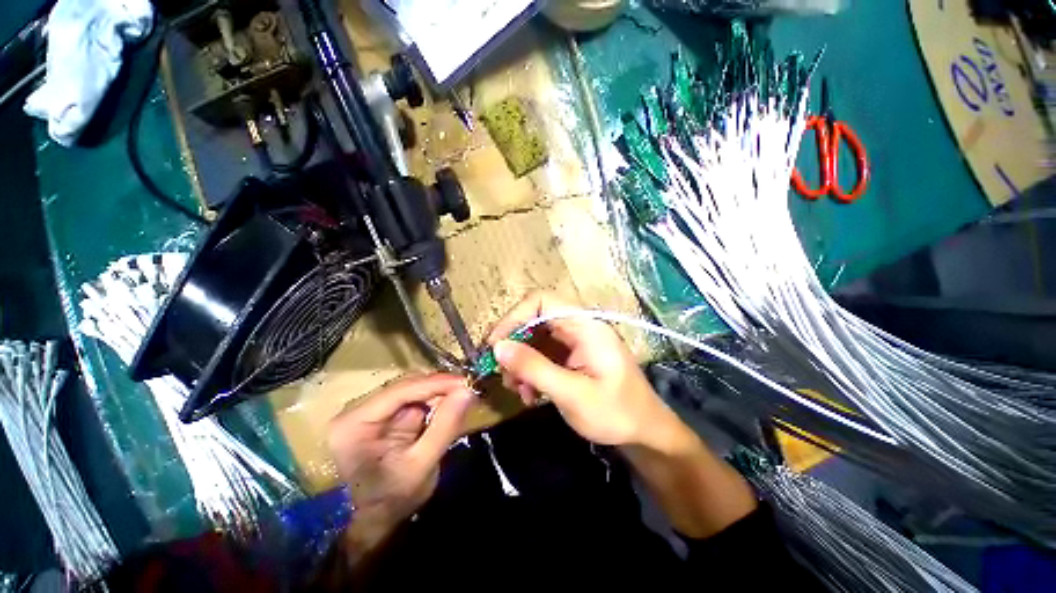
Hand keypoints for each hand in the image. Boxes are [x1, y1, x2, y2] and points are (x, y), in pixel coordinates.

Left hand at [327, 374, 474, 556]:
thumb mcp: (422, 464)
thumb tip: (468, 390)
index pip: (400, 391)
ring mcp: (368, 410)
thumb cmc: (394, 499)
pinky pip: (412, 398)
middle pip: (405, 385)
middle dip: (438, 387)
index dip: (436, 383)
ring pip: (411, 388)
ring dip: (437, 392)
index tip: (466, 383)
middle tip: (467, 390)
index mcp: (354, 424)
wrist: (377, 519)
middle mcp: (356, 410)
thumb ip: (445, 426)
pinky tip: (447, 404)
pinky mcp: (382, 413)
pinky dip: (432, 400)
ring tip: (461, 396)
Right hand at [487, 291, 682, 448]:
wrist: (645, 433)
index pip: (541, 301)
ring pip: (536, 338)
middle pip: (535, 319)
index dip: (514, 317)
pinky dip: (532, 370)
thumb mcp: (572, 394)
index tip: (495, 345)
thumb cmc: (616, 413)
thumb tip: (498, 347)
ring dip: (521, 361)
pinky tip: (530, 393)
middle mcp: (580, 327)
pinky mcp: (573, 355)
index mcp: (585, 326)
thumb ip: (534, 368)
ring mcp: (576, 341)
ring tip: (518, 389)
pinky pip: (544, 353)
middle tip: (503, 373)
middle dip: (515, 344)